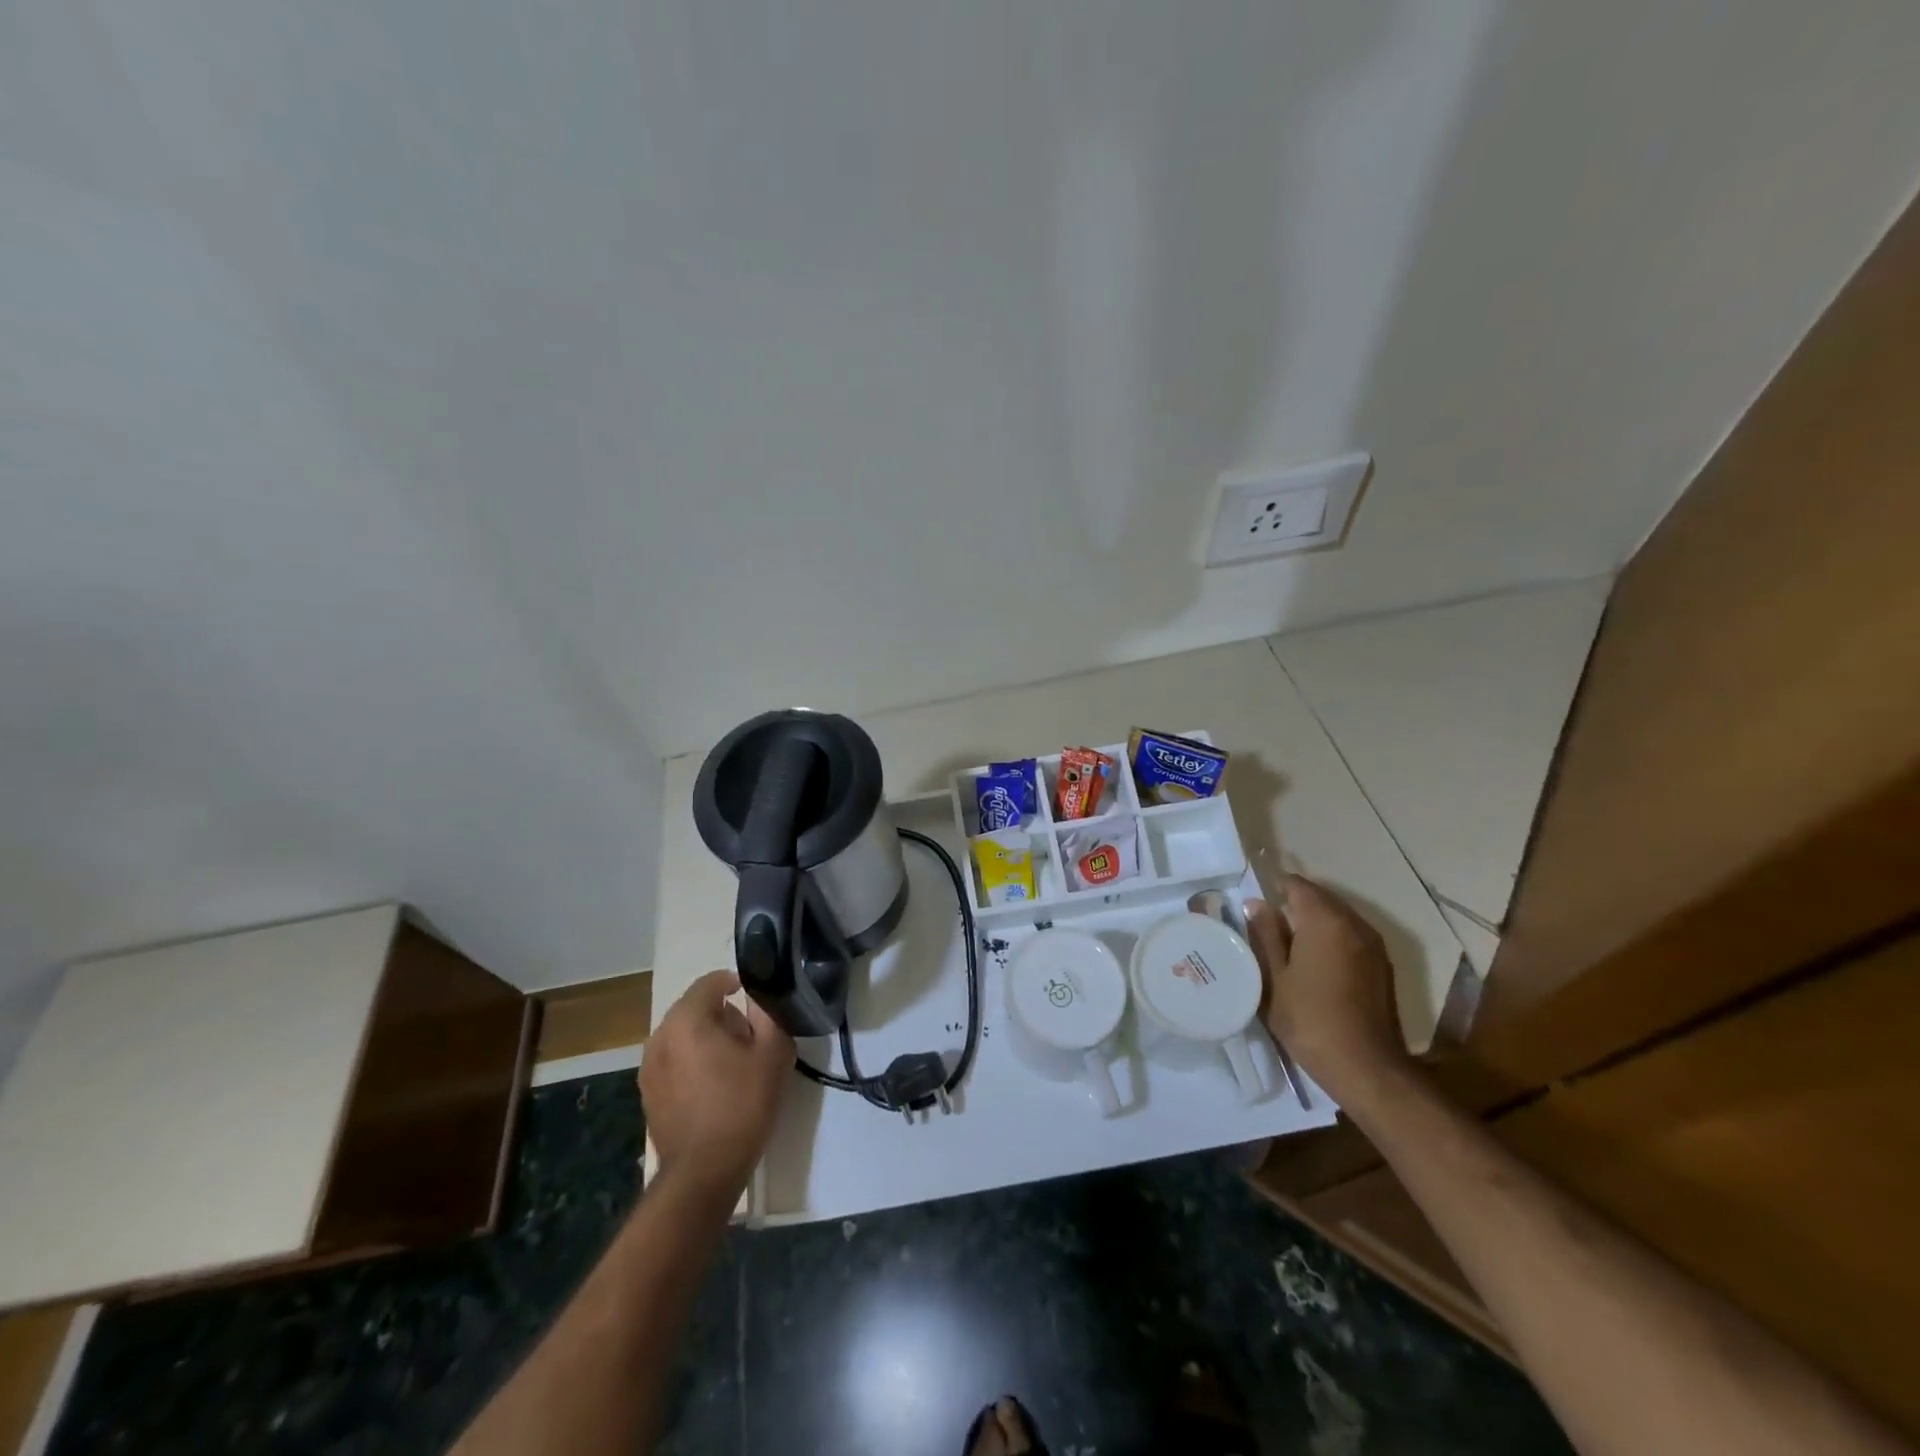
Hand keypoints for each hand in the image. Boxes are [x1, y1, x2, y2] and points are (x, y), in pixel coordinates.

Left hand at [641, 970, 794, 1197]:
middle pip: (694, 1007)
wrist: (704, 1171)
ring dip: (705, 1038)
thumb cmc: (742, 1105)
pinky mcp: (646, 1092)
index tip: (755, 1001)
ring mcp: (648, 1066)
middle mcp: (660, 1036)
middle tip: (749, 1038)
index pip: (710, 982)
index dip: (734, 983)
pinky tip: (712, 1086)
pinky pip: (673, 1059)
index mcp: (687, 1020)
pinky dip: (691, 1061)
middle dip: (721, 1014)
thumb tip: (757, 996)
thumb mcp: (773, 1052)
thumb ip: (767, 1013)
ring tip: (731, 1063)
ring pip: (682, 1034)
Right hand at [1246, 873, 1410, 1104]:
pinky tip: (1314, 963)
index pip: (1297, 885)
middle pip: (1320, 898)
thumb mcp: (1274, 977)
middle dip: (1294, 904)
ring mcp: (1373, 945)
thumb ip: (1265, 935)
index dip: (1274, 888)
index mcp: (1325, 920)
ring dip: (1314, 923)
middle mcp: (1354, 923)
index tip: (1253, 904)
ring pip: (1337, 917)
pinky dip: (1331, 939)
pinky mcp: (1382, 966)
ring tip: (1287, 945)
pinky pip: (1350, 936)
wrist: (1367, 1068)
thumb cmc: (1310, 1019)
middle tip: (1265, 926)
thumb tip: (1256, 904)